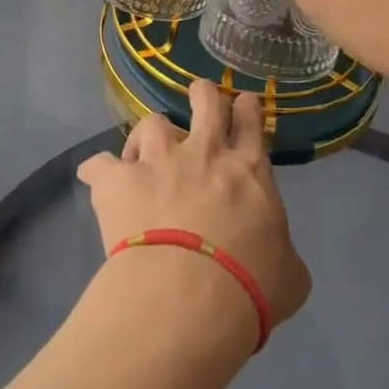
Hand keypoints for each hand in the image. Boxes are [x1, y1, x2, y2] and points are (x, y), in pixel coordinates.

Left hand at [77, 82, 311, 337]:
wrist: (189, 295)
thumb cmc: (250, 286)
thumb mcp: (289, 275)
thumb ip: (282, 253)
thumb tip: (278, 258)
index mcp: (248, 169)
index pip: (251, 120)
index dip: (246, 108)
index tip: (242, 106)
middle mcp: (204, 151)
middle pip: (205, 99)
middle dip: (202, 94)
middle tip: (198, 99)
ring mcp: (158, 160)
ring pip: (152, 123)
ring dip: (149, 137)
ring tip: (143, 154)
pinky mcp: (118, 180)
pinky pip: (99, 164)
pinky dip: (99, 172)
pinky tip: (99, 181)